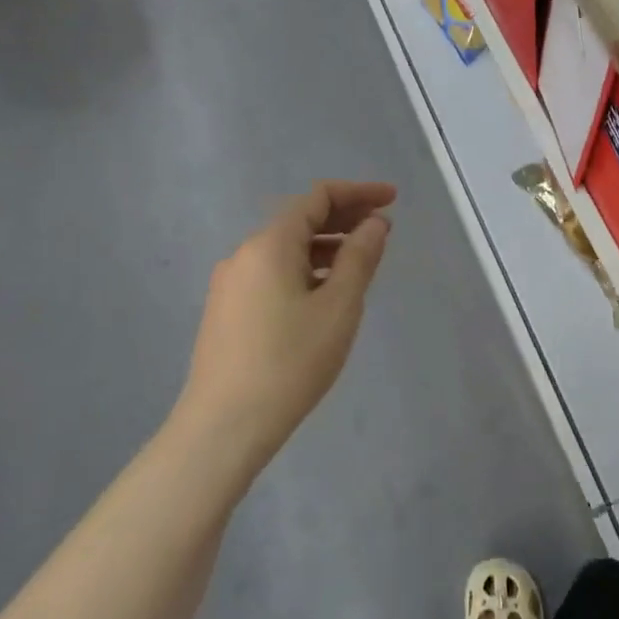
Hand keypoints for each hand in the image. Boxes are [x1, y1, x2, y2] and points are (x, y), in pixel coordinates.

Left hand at [174, 181, 395, 472]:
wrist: (225, 425)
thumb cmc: (291, 362)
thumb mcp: (339, 307)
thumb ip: (360, 257)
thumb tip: (375, 223)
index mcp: (270, 245)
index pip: (317, 198)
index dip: (359, 193)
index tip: (394, 200)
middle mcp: (244, 254)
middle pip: (300, 220)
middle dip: (345, 218)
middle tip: (385, 229)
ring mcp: (231, 284)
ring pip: (286, 249)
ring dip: (327, 246)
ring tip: (362, 263)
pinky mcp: (228, 311)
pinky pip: (274, 273)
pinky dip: (306, 269)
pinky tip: (326, 294)